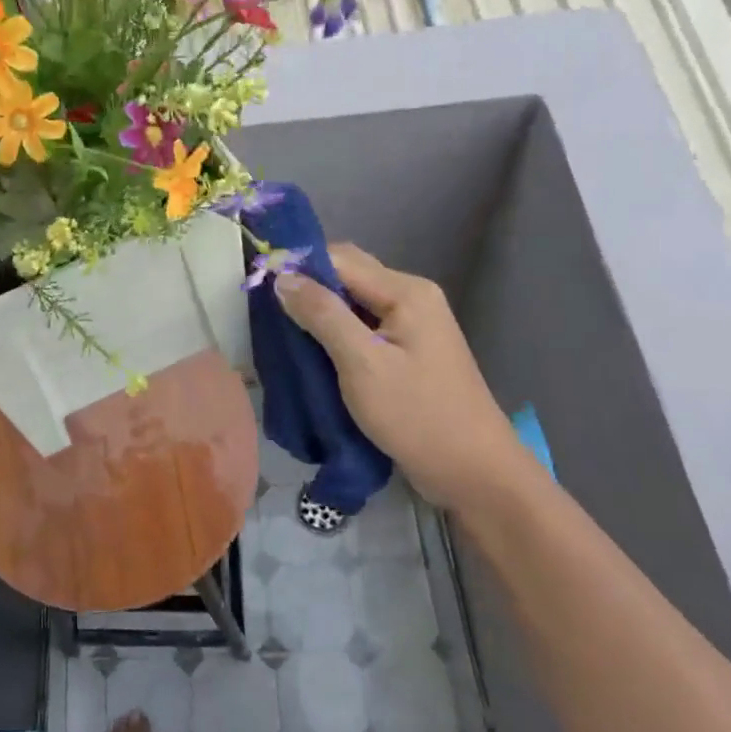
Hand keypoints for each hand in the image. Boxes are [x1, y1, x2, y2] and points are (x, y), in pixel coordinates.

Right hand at [274, 244, 537, 511]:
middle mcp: (411, 298)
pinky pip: (363, 329)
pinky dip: (335, 335)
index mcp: (405, 291)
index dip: (298, 267)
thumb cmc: (416, 414)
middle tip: (267, 312)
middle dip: (307, 289)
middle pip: (348, 277)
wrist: (472, 472)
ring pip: (353, 305)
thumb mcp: (362, 363)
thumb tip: (282, 277)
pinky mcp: (408, 353)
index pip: (339, 259)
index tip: (257, 287)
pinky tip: (311, 353)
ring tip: (281, 332)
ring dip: (319, 314)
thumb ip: (322, 315)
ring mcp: (412, 327)